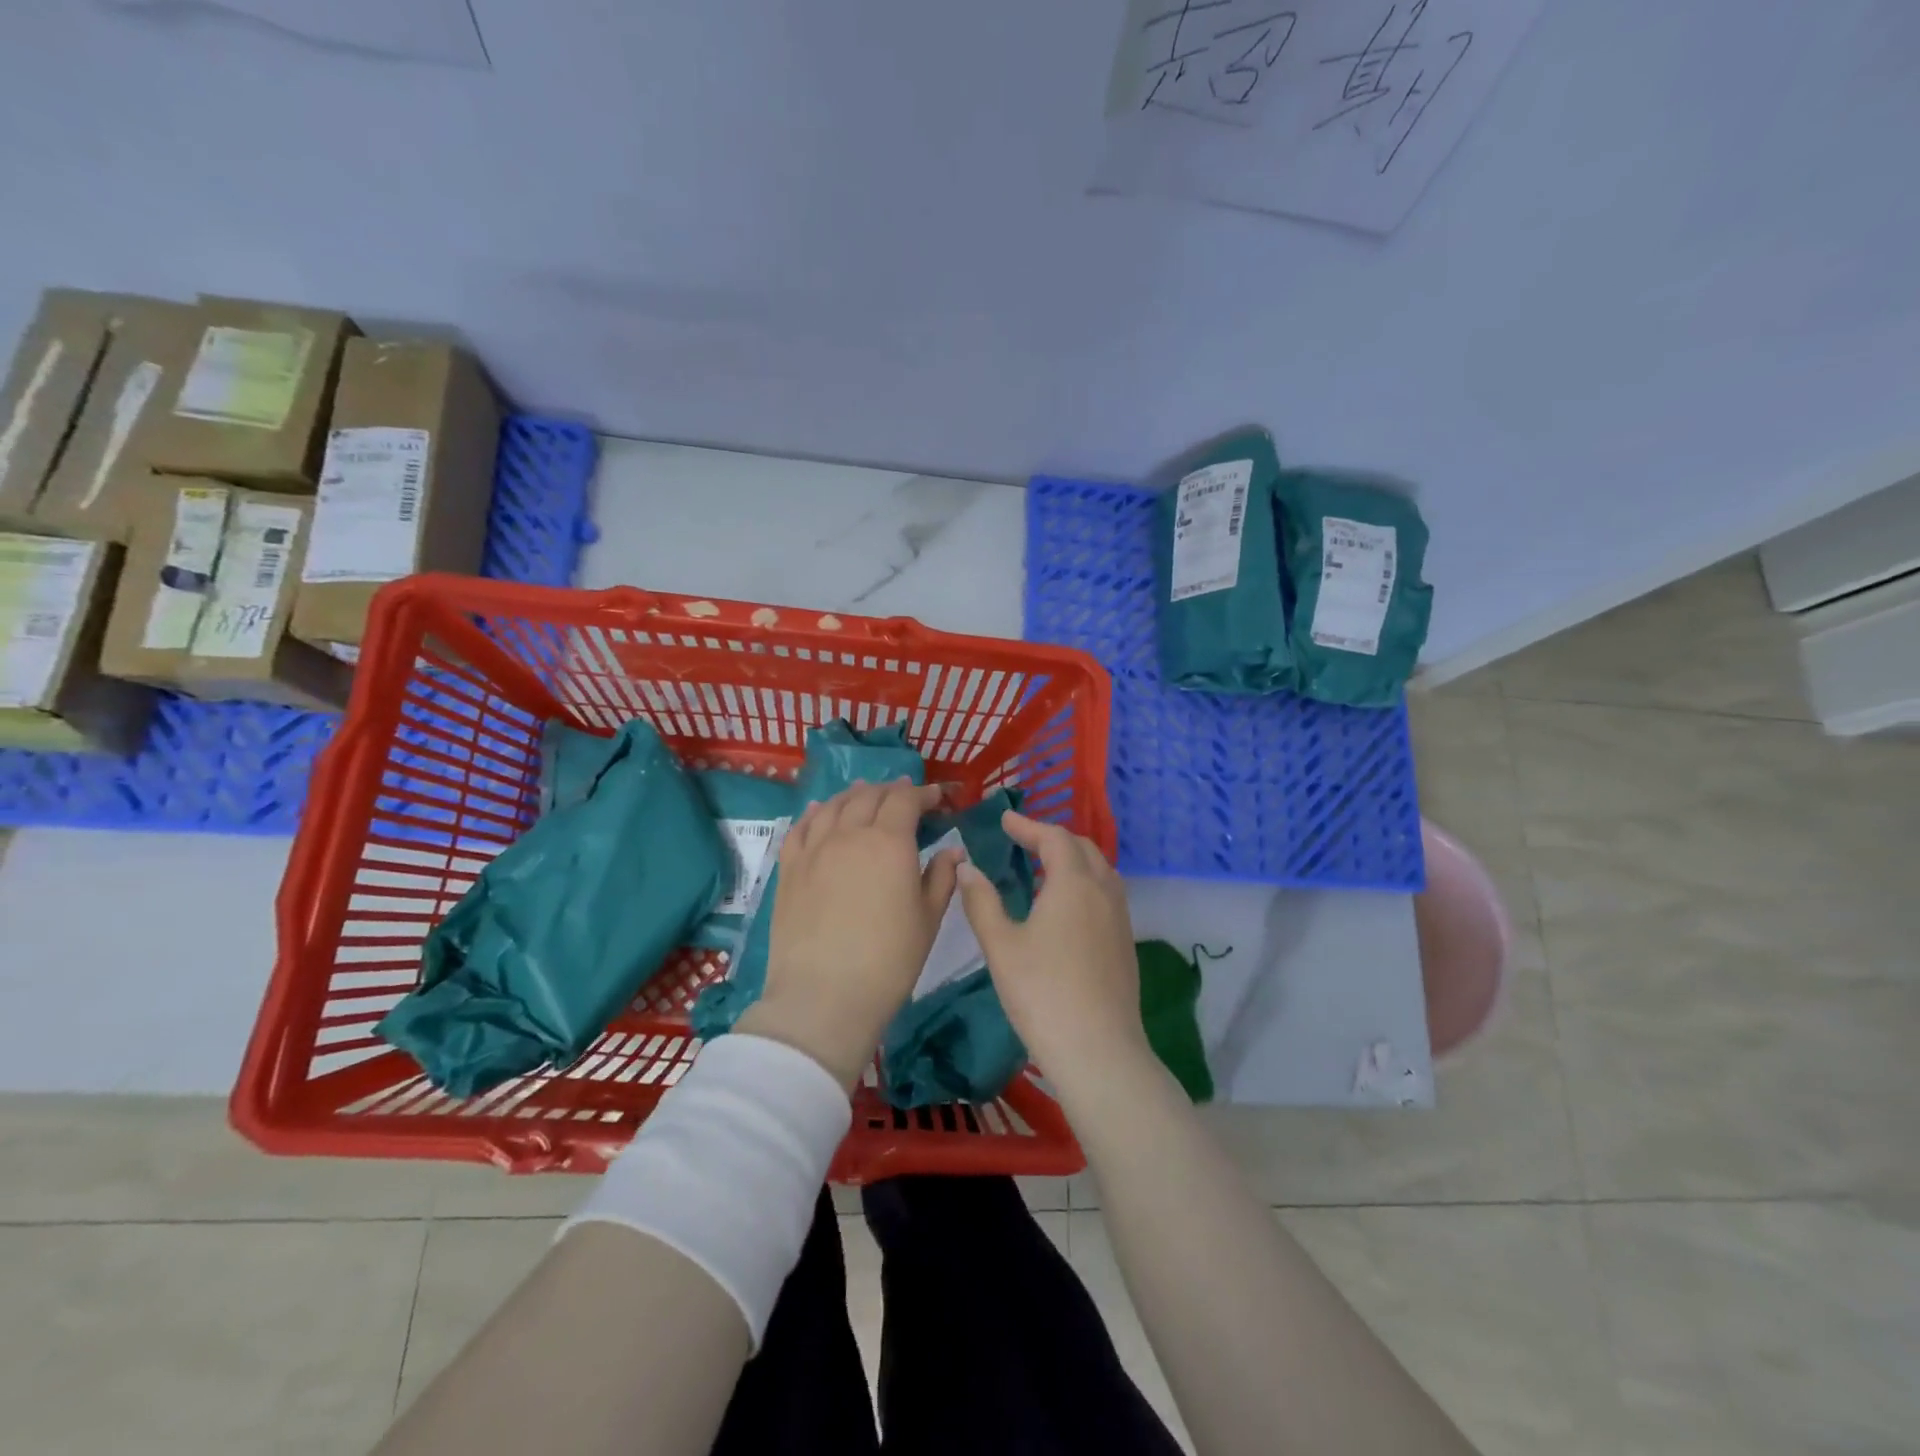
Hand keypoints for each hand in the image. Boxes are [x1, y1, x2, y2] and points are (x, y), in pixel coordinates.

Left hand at [738, 779, 960, 1088]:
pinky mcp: (789, 869)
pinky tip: (818, 810)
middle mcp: (849, 833)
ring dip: (853, 795)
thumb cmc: (889, 960)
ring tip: (864, 793)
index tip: (937, 798)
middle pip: (869, 796)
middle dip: (891, 791)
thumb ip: (941, 878)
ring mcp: (814, 849)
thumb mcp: (927, 919)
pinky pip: (799, 827)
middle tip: (904, 795)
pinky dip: (813, 812)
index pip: (906, 800)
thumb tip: (953, 851)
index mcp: (889, 842)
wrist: (824, 995)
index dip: (923, 794)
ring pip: (833, 805)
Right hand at [954, 810, 1149, 1089]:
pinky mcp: (1125, 942)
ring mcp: (1120, 917)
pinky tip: (1064, 907)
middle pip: (1082, 848)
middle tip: (1023, 841)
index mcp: (1074, 883)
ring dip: (1072, 859)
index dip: (1027, 825)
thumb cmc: (1042, 992)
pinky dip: (1084, 882)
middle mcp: (1103, 891)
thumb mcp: (1001, 945)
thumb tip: (967, 866)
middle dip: (1052, 838)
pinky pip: (1106, 893)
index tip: (1004, 820)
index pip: (1053, 837)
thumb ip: (981, 901)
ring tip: (1042, 869)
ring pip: (1099, 870)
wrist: (1098, 1050)